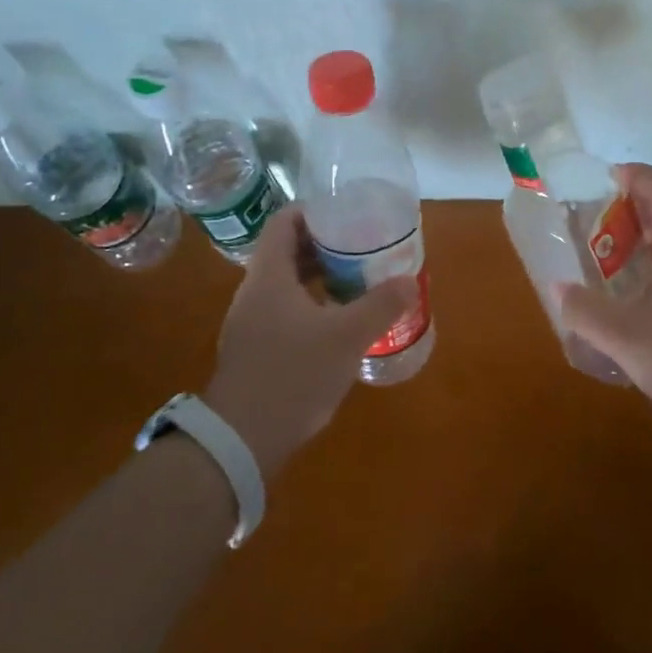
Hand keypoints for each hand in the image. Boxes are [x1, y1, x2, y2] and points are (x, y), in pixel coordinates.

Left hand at [204, 206, 417, 478]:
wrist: (242, 440)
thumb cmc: (293, 374)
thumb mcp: (346, 337)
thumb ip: (380, 305)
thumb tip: (409, 281)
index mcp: (269, 276)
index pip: (284, 222)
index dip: (315, 211)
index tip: (348, 214)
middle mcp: (255, 292)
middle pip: (288, 251)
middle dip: (327, 246)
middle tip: (364, 246)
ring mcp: (252, 322)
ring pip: (288, 284)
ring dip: (321, 277)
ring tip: (360, 280)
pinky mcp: (256, 349)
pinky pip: (286, 311)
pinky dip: (313, 305)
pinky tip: (340, 322)